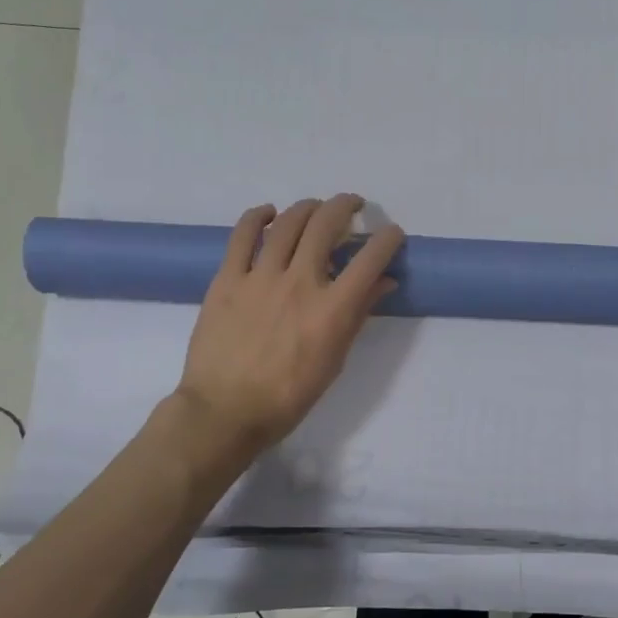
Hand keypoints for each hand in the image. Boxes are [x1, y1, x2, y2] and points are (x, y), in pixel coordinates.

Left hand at [174, 195, 403, 454]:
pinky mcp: (228, 279)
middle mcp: (300, 282)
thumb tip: (384, 282)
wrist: (226, 411)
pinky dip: (257, 216)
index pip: (371, 258)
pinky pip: (242, 235)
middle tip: (352, 207)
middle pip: (327, 224)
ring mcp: (260, 277)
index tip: (392, 233)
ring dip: (308, 207)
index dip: (388, 238)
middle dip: (346, 206)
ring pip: (288, 222)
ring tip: (316, 208)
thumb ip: (359, 315)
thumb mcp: (335, 360)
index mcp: (332, 309)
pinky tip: (268, 213)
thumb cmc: (289, 395)